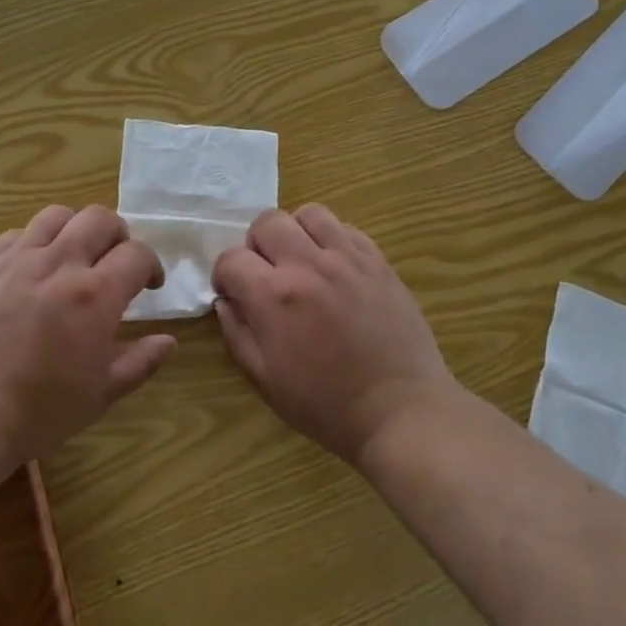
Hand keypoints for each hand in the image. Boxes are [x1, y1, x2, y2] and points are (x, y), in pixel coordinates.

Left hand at [0, 205, 175, 468]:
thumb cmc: (39, 411)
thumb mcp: (101, 394)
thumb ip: (140, 362)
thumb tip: (168, 341)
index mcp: (96, 295)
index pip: (137, 254)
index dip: (151, 265)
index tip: (149, 285)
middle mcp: (60, 264)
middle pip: (100, 219)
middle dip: (118, 235)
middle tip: (115, 262)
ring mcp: (18, 260)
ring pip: (57, 215)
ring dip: (76, 229)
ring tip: (74, 255)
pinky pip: (17, 233)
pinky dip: (35, 241)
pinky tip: (33, 267)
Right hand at [213, 205, 461, 466]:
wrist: (401, 410)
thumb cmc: (327, 405)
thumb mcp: (266, 380)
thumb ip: (237, 334)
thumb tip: (226, 301)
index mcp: (274, 297)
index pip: (231, 258)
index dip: (224, 276)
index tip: (233, 294)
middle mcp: (308, 265)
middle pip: (267, 222)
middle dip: (256, 245)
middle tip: (266, 274)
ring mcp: (348, 258)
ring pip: (309, 214)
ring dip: (296, 233)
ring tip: (301, 262)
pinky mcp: (378, 261)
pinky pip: (346, 228)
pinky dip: (331, 240)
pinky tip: (334, 268)